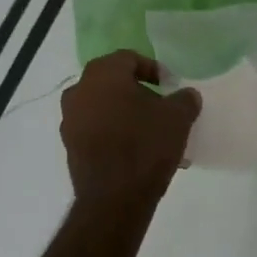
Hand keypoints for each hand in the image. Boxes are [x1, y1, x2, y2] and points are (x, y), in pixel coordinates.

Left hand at [60, 51, 200, 204]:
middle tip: (161, 109)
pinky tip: (137, 153)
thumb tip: (186, 95)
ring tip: (152, 135)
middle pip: (113, 83)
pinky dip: (114, 134)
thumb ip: (184, 99)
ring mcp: (70, 119)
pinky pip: (96, 130)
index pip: (129, 59)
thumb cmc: (145, 145)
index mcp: (103, 73)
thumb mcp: (177, 118)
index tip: (169, 86)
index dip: (152, 69)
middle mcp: (79, 90)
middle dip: (138, 94)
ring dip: (126, 115)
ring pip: (104, 108)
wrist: (113, 198)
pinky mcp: (69, 146)